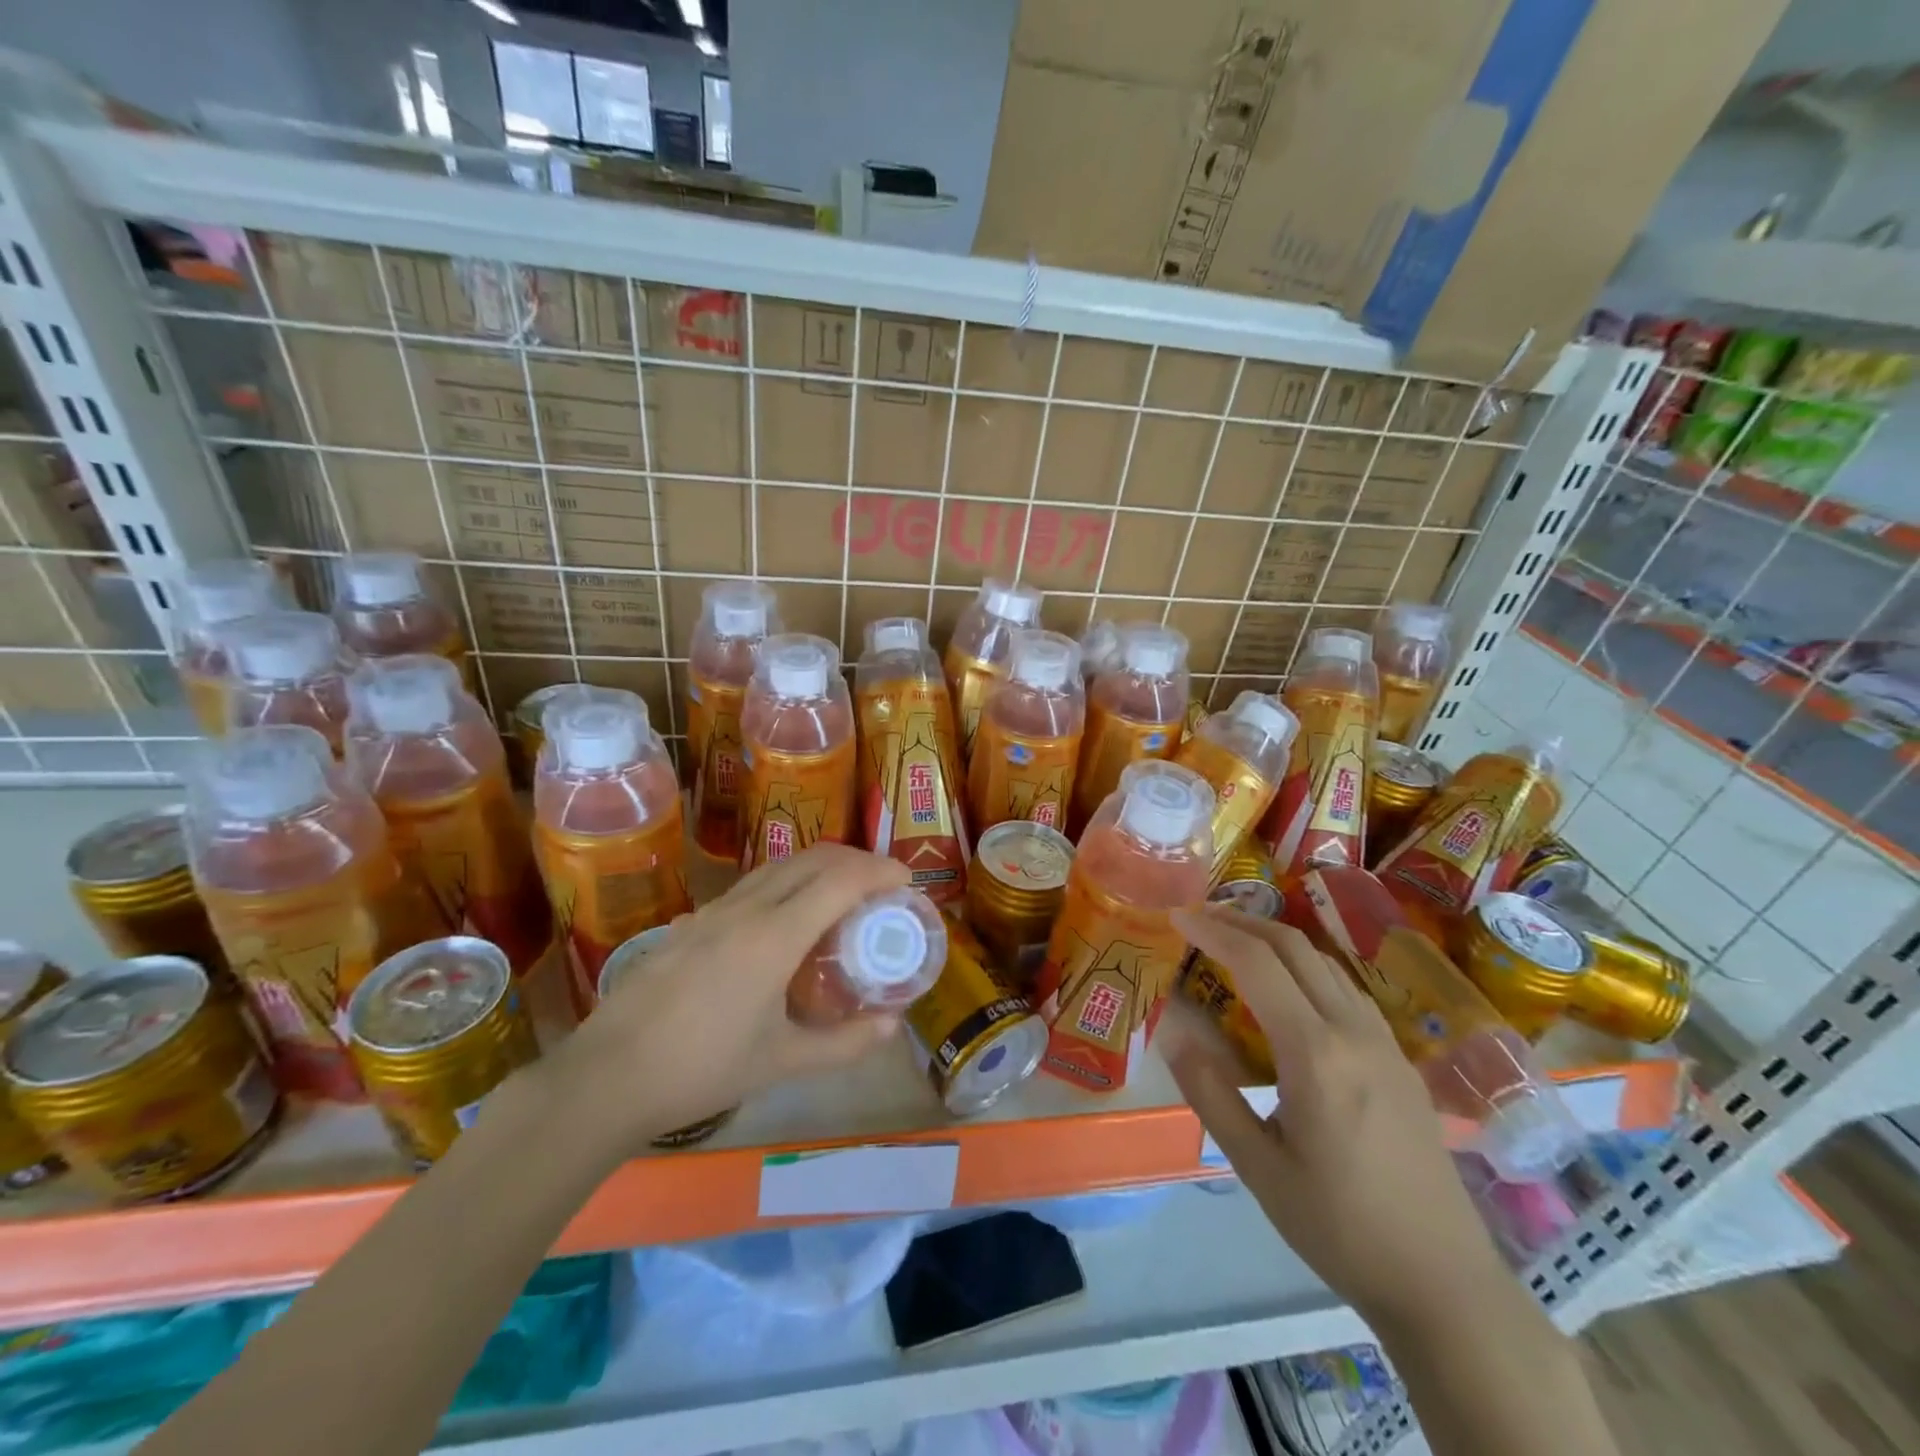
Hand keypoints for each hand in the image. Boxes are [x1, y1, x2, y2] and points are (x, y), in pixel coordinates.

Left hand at [549, 844, 911, 1155]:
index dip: (879, 871)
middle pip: (812, 859)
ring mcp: (713, 912)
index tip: (906, 881)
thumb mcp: (782, 1062)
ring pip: (778, 867)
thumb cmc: (701, 1069)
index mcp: (775, 936)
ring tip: (840, 897)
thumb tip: (893, 1025)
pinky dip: (785, 884)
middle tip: (881, 885)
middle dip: (855, 860)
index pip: (840, 880)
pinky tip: (782, 922)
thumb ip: (844, 1044)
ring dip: (818, 868)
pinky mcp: (689, 924)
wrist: (606, 1077)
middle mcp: (746, 910)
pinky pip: (751, 886)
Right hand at [1163, 906, 1510, 1333]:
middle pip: (1294, 947)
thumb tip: (1171, 1030)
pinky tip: (1290, 990)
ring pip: (1325, 962)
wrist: (1445, 1283)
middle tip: (1198, 919)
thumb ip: (1210, 1091)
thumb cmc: (1340, 1227)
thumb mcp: (1257, 1167)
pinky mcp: (1401, 1061)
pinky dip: (1307, 968)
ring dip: (1276, 940)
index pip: (1257, 964)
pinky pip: (1347, 989)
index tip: (1176, 917)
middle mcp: (1354, 1032)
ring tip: (1235, 944)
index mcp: (1316, 1054)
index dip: (1213, 932)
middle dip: (1242, 922)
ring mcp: (1385, 1043)